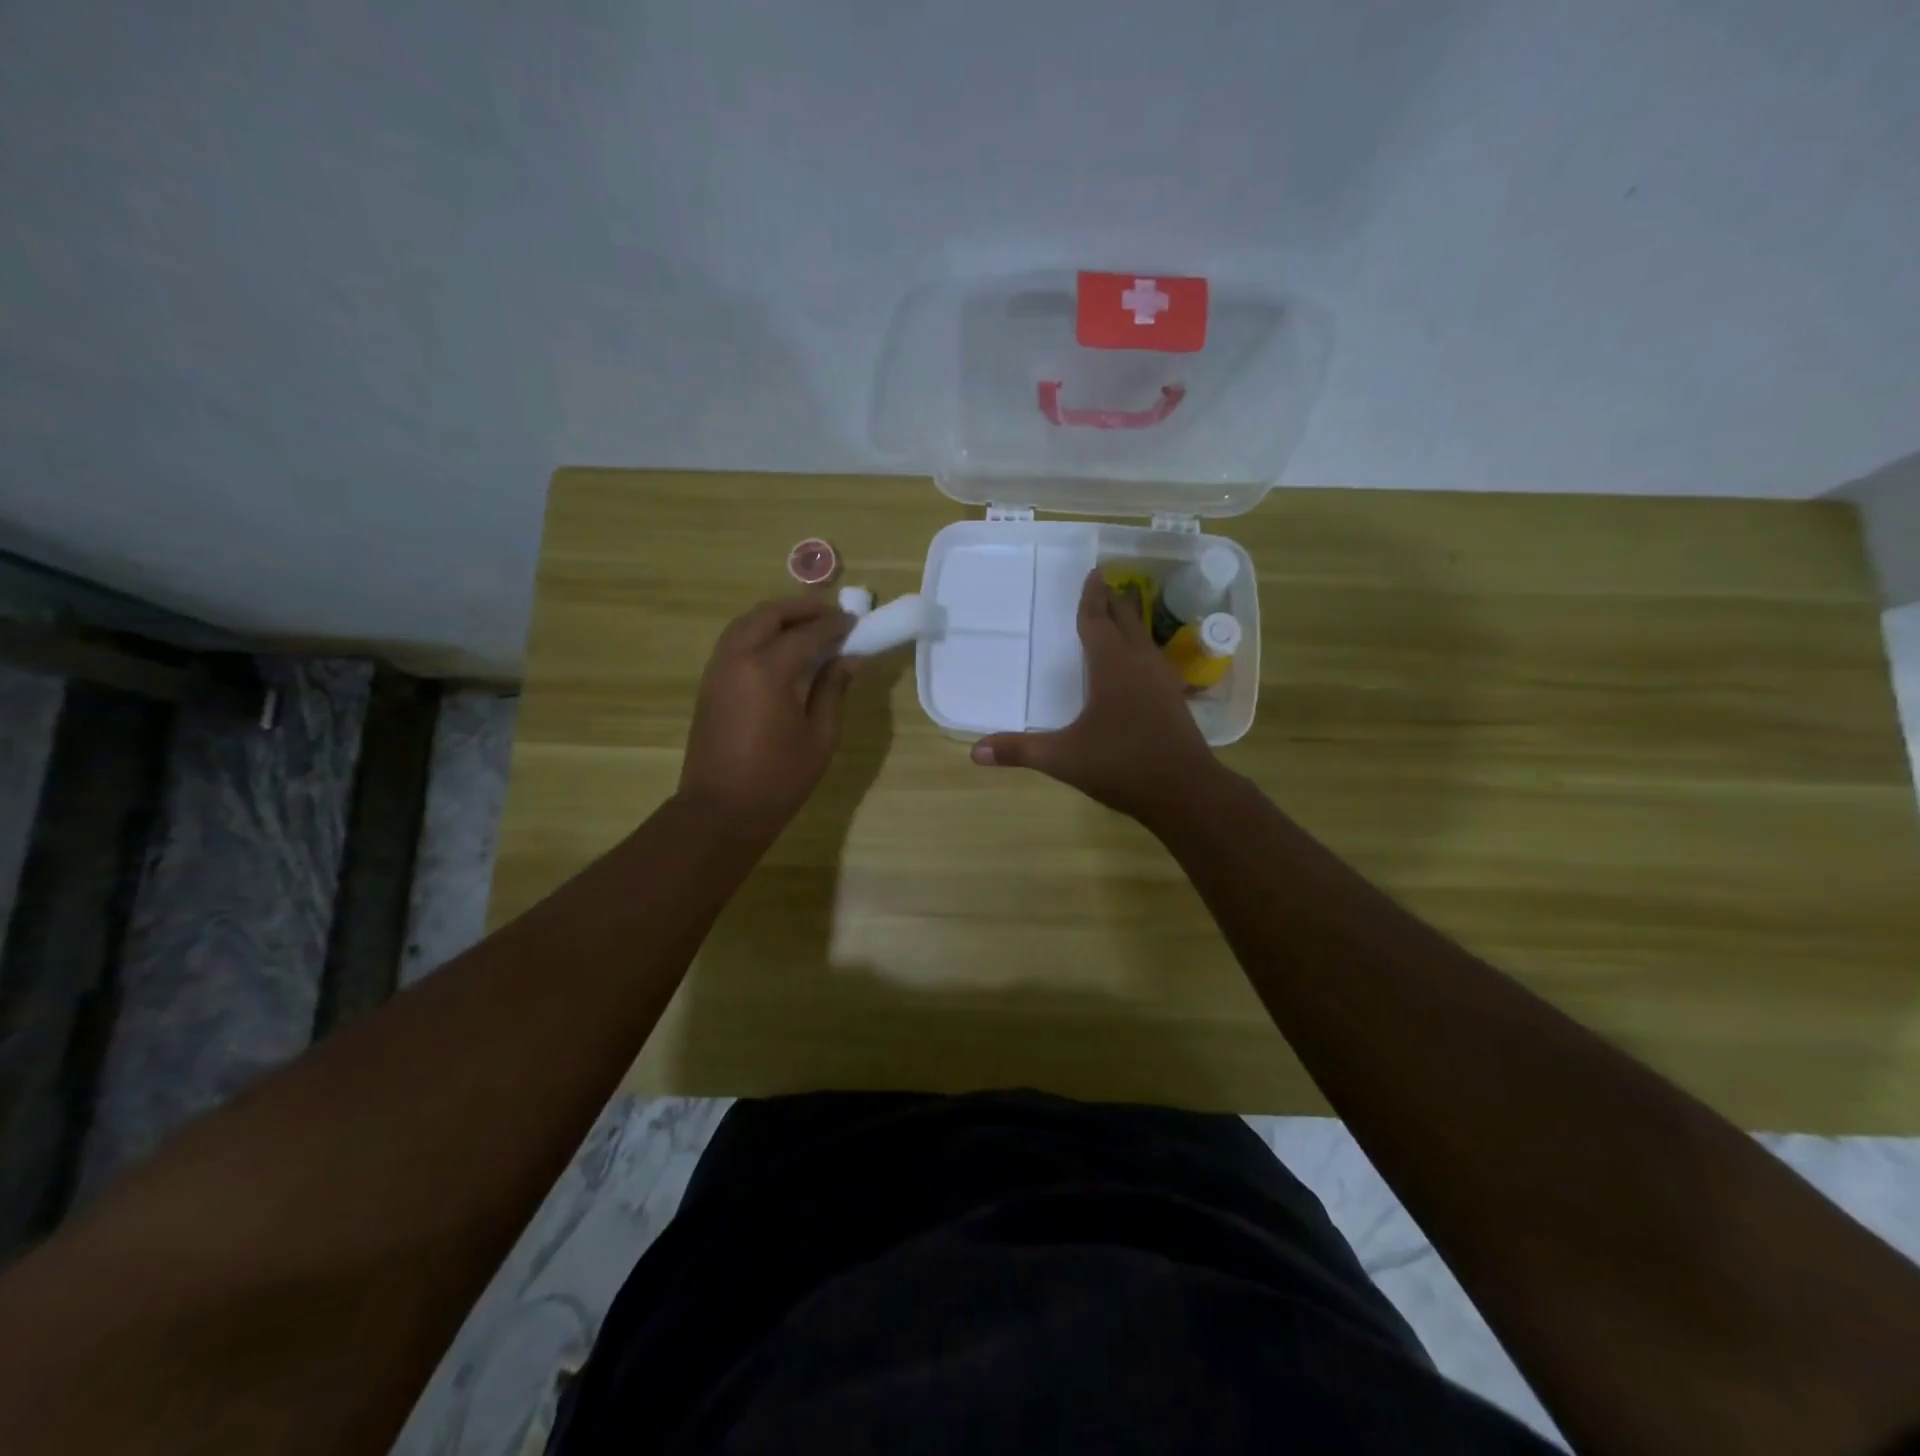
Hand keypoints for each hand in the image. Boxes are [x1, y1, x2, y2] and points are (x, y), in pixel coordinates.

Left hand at [678, 596, 855, 837]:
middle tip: (831, 616)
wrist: (720, 811)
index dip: (834, 626)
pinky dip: (759, 632)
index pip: (807, 634)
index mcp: (768, 670)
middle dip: (802, 609)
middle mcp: (737, 658)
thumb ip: (833, 690)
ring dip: (778, 617)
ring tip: (807, 627)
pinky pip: (735, 641)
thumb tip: (848, 659)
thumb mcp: (820, 737)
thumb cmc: (778, 779)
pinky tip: (780, 649)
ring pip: (747, 623)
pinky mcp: (710, 683)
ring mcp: (718, 669)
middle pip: (769, 615)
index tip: (856, 623)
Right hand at [971, 569, 1218, 823]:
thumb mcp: (1063, 758)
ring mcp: (1162, 680)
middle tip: (1104, 584)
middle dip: (1113, 602)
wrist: (1184, 790)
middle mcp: (1139, 664)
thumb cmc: (1121, 764)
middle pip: (1125, 621)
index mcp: (1111, 667)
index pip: (1097, 622)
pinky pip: (1154, 659)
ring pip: (1144, 639)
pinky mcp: (1174, 699)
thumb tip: (975, 751)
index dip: (1092, 598)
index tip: (1093, 573)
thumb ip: (1020, 751)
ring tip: (1121, 613)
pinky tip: (1139, 663)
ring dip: (1131, 622)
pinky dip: (1141, 648)